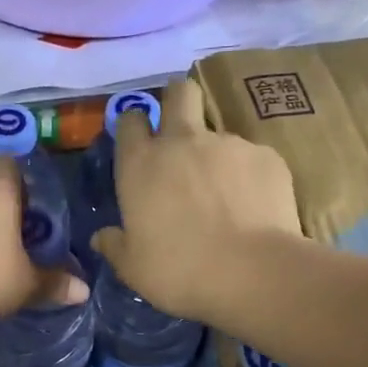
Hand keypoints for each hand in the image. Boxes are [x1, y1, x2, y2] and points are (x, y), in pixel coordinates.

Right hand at [90, 78, 300, 323]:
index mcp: (141, 164)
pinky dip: (249, 178)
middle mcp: (183, 142)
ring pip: (219, 133)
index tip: (140, 142)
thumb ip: (115, 246)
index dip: (135, 126)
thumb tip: (101, 237)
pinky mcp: (267, 157)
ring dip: (216, 156)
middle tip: (181, 131)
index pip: (131, 120)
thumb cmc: (179, 271)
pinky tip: (254, 208)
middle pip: (179, 92)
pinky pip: (252, 159)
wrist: (252, 273)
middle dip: (178, 101)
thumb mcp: (133, 268)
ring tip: (225, 196)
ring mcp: (229, 144)